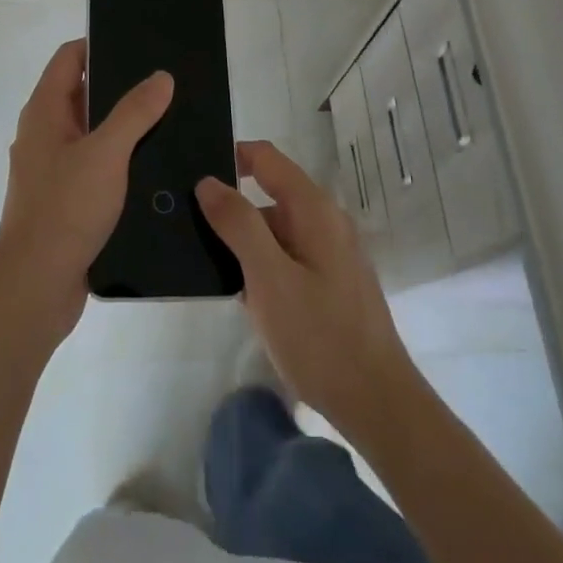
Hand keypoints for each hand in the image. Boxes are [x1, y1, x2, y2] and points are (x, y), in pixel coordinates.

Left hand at [0, 40, 173, 344]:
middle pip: (82, 93)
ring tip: (169, 118)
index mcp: (44, 111)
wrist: (36, 287)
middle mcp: (44, 134)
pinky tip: (153, 165)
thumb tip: (161, 76)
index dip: (99, 44)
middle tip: (165, 81)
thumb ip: (134, 112)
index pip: (69, 58)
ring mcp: (53, 168)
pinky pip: (95, 165)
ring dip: (123, 125)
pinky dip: (119, 159)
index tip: (139, 42)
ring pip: (92, 132)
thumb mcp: (106, 153)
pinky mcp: (66, 199)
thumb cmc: (65, 209)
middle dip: (120, 86)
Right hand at [196, 141, 419, 438]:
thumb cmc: (320, 337)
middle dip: (230, 205)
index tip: (192, 175)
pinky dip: (260, 264)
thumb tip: (208, 181)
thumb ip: (238, 224)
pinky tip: (236, 291)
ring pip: (275, 229)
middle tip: (186, 224)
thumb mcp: (269, 278)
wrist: (376, 405)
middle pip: (269, 192)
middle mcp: (325, 221)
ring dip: (242, 240)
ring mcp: (330, 253)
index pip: (265, 158)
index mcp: (313, 209)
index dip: (229, 157)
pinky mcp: (330, 283)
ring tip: (201, 259)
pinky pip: (286, 256)